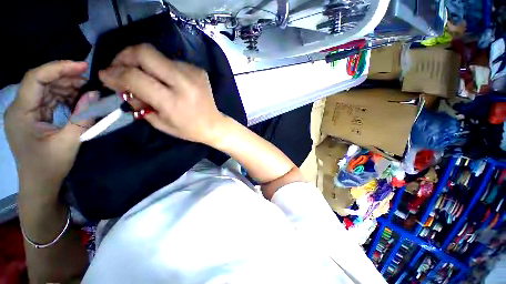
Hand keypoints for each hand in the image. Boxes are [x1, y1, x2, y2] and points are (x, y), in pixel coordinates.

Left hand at [4, 61, 96, 197]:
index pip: (35, 78)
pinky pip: (48, 99)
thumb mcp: (69, 142)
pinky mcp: (33, 116)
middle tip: (90, 81)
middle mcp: (19, 108)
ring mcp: (25, 112)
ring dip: (66, 87)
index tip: (82, 67)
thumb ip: (82, 117)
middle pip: (41, 81)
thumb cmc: (50, 166)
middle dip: (65, 77)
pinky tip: (77, 100)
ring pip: (46, 89)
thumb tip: (95, 95)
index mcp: (20, 113)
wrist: (40, 184)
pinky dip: (64, 97)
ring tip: (87, 91)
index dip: (58, 68)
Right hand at [98, 44, 225, 144]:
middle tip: (118, 67)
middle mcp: (183, 82)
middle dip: (124, 56)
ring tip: (142, 76)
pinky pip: (172, 62)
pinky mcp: (199, 70)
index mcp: (172, 101)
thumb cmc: (188, 129)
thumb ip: (139, 103)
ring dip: (143, 63)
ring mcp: (193, 73)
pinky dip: (161, 68)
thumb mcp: (160, 123)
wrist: (214, 124)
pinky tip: (163, 79)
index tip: (104, 75)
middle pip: (144, 52)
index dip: (114, 73)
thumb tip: (122, 84)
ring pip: (157, 55)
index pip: (134, 77)